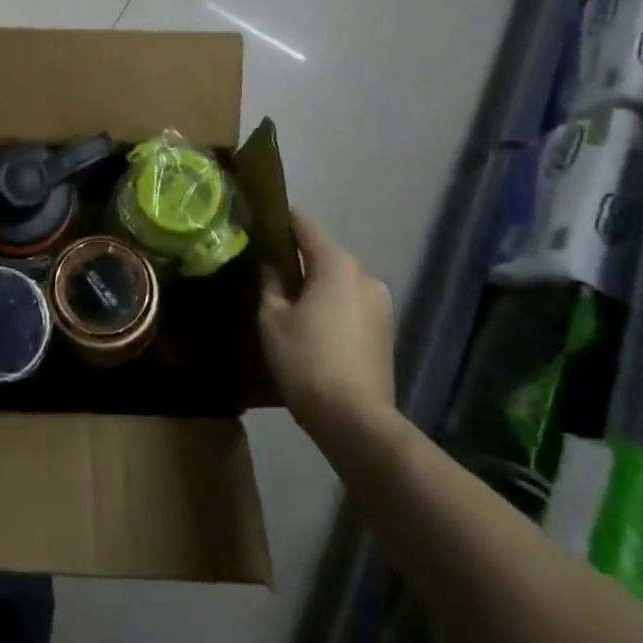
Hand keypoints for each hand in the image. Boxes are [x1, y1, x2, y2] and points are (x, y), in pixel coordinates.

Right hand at [259, 210, 396, 457]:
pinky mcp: (386, 331)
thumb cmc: (307, 361)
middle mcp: (364, 275)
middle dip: (297, 257)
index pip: (304, 224)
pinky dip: (332, 305)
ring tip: (287, 299)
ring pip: (339, 281)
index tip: (256, 220)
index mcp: (336, 263)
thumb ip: (269, 283)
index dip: (279, 219)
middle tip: (266, 266)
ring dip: (316, 284)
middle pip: (324, 253)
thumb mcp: (271, 318)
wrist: (357, 423)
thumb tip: (271, 266)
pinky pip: (351, 303)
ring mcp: (381, 304)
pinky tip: (312, 325)